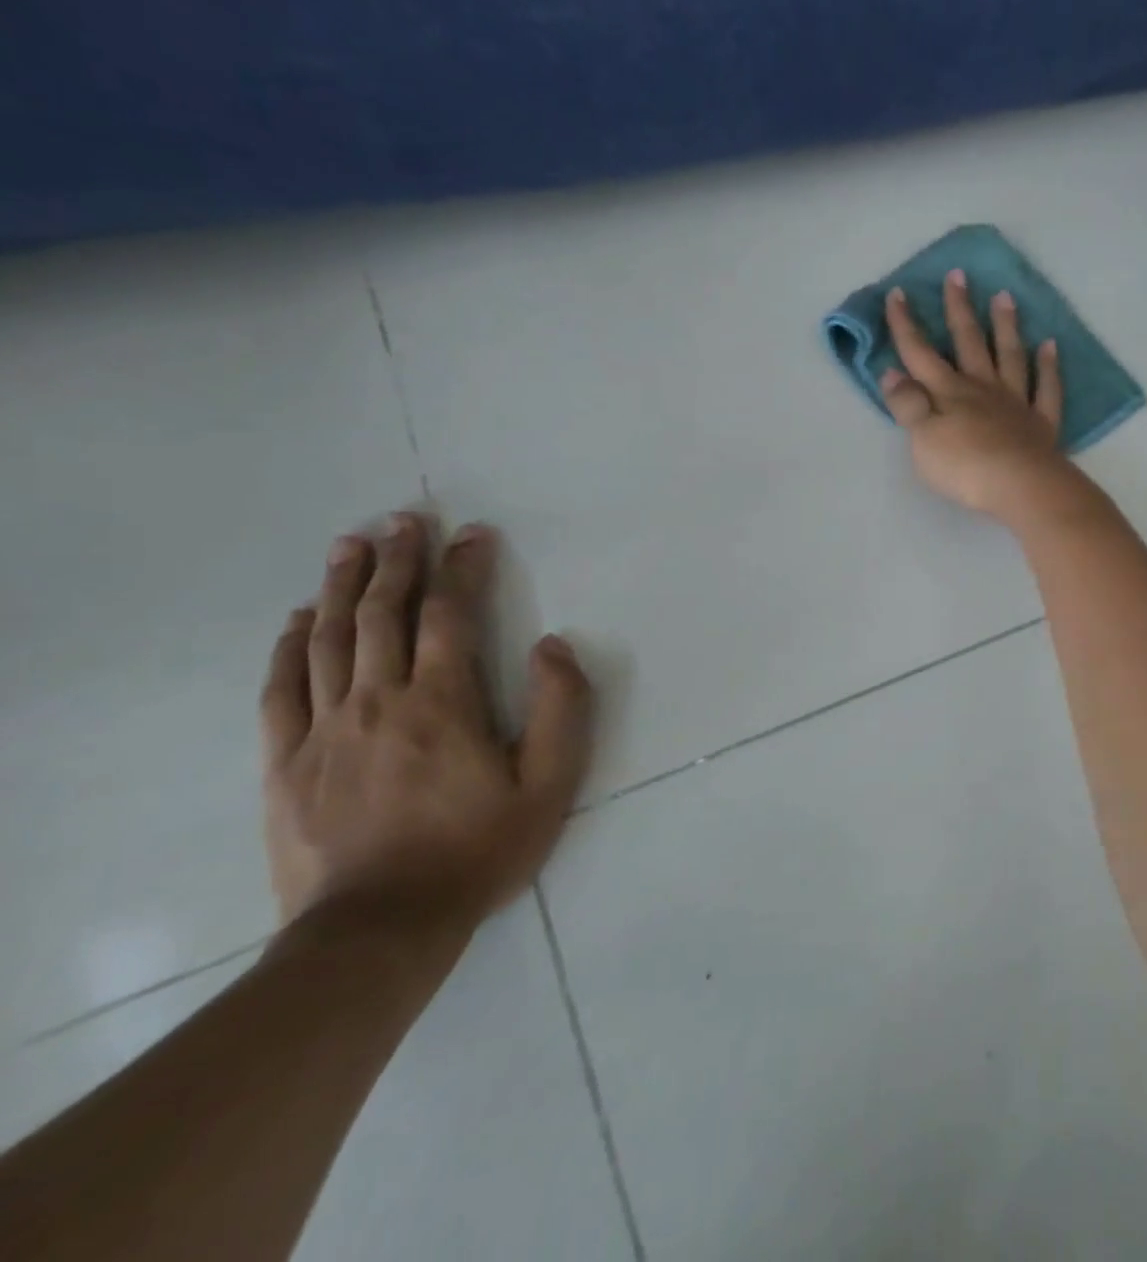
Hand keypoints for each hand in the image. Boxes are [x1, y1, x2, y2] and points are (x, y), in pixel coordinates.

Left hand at [260, 515, 592, 933]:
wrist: (378, 930)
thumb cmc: (478, 851)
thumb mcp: (551, 785)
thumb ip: (561, 709)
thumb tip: (552, 646)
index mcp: (443, 703)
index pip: (451, 616)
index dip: (463, 568)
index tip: (472, 533)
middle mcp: (379, 701)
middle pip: (382, 614)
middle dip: (397, 560)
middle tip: (403, 518)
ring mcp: (324, 730)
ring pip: (329, 639)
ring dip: (341, 585)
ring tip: (350, 544)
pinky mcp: (285, 762)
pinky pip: (282, 688)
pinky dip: (290, 645)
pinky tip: (299, 619)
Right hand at [880, 271, 1089, 526]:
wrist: (1021, 487)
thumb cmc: (965, 467)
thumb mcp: (922, 439)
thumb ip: (907, 405)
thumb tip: (892, 372)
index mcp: (948, 392)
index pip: (920, 353)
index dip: (906, 324)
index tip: (897, 292)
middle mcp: (982, 388)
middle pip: (969, 343)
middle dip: (960, 309)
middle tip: (958, 275)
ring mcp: (1016, 403)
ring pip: (1010, 356)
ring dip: (1005, 326)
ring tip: (1005, 297)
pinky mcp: (1041, 423)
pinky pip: (1047, 388)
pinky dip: (1049, 366)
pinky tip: (1050, 346)